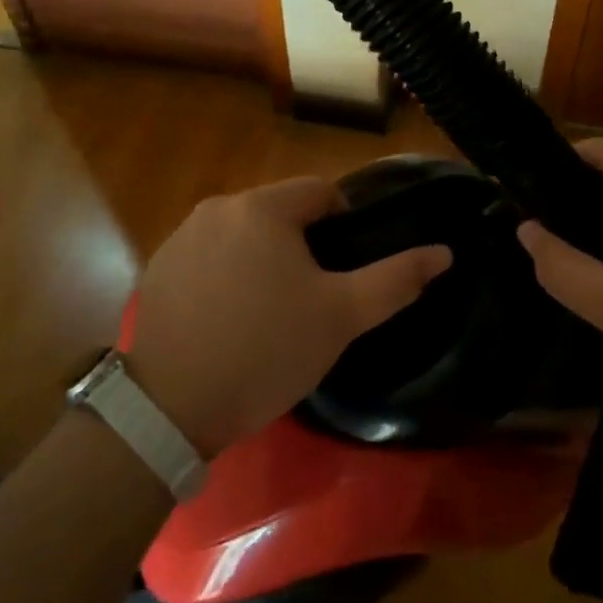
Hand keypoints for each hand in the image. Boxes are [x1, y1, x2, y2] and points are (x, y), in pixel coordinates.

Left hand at [125, 177, 451, 456]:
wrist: (171, 409)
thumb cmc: (267, 351)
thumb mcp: (342, 317)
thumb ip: (396, 279)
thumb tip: (444, 252)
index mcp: (262, 206)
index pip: (321, 193)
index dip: (344, 227)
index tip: (344, 273)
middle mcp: (217, 207)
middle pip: (280, 212)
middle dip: (302, 246)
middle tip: (310, 299)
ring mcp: (180, 236)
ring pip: (244, 234)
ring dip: (263, 259)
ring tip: (270, 313)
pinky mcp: (158, 268)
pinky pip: (209, 256)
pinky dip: (226, 275)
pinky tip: (228, 321)